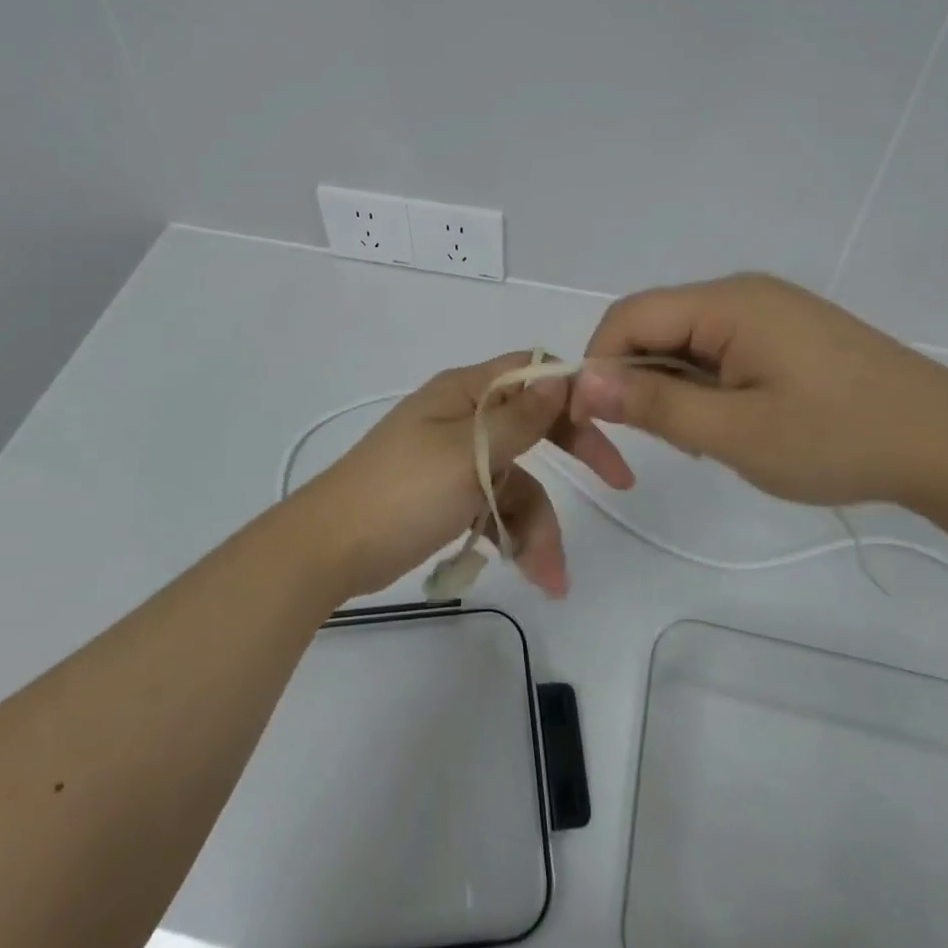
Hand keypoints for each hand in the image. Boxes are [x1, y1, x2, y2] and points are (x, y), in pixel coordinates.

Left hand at [296, 353, 633, 600]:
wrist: (328, 550)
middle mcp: (463, 417)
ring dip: (538, 524)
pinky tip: (524, 569)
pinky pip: (492, 505)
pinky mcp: (445, 495)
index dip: (572, 391)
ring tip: (550, 576)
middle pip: (534, 425)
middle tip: (619, 482)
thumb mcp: (469, 453)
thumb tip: (559, 376)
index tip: (609, 420)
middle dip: (574, 454)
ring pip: (517, 479)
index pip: (531, 372)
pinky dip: (509, 534)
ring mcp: (454, 457)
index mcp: (464, 392)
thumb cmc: (402, 492)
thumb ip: (520, 419)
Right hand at [571, 273, 947, 510]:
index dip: (598, 364)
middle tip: (671, 442)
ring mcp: (770, 310)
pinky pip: (721, 349)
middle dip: (643, 381)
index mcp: (727, 302)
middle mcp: (742, 292)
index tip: (597, 423)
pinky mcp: (788, 332)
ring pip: (688, 341)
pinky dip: (710, 386)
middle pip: (657, 325)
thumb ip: (655, 404)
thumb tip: (583, 381)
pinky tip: (740, 423)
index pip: (628, 317)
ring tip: (714, 439)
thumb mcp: (736, 433)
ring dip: (678, 388)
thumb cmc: (840, 438)